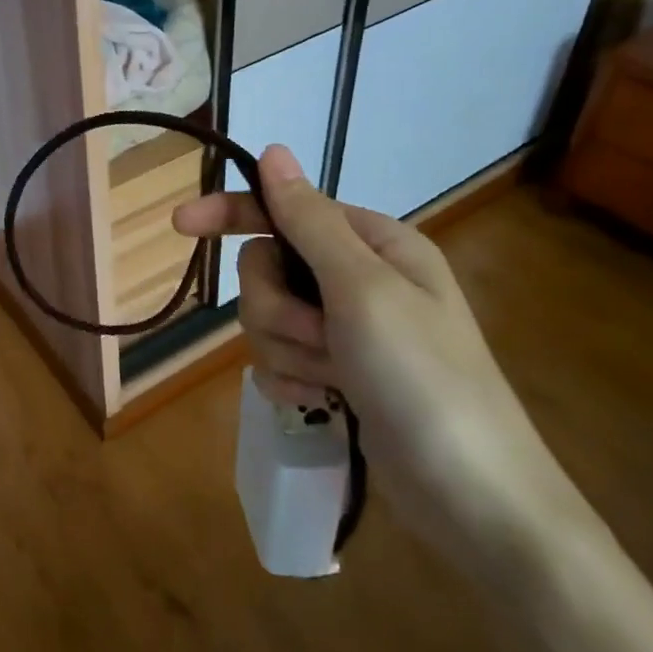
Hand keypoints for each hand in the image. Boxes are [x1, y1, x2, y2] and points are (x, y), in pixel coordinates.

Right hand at [173, 146, 580, 573]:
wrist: (473, 500)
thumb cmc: (423, 379)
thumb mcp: (363, 289)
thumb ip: (309, 220)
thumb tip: (273, 151)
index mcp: (373, 243)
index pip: (283, 210)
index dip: (232, 213)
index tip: (179, 223)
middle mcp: (358, 278)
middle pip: (267, 269)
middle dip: (277, 308)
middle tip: (318, 336)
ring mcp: (347, 330)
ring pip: (268, 318)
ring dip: (289, 350)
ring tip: (332, 379)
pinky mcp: (337, 374)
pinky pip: (279, 360)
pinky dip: (293, 380)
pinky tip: (325, 401)